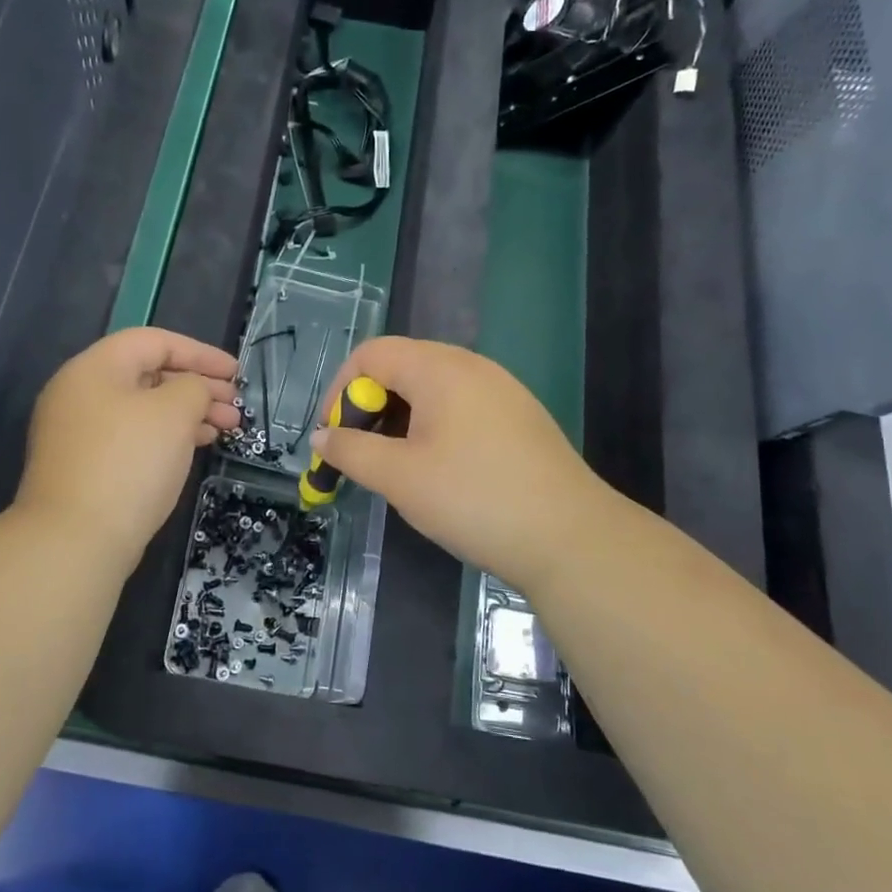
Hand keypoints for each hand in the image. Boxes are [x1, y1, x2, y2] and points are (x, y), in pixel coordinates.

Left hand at [17, 328, 240, 568]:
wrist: (75, 540)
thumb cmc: (129, 463)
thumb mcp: (173, 413)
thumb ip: (193, 387)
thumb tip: (193, 391)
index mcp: (94, 368)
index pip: (153, 341)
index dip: (200, 353)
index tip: (236, 372)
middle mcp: (80, 394)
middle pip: (148, 375)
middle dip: (197, 386)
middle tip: (235, 406)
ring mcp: (79, 433)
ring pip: (143, 410)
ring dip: (187, 414)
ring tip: (226, 429)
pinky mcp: (85, 467)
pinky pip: (133, 437)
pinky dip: (166, 437)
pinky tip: (195, 448)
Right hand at [310, 337, 614, 594]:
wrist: (570, 538)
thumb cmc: (473, 499)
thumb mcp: (399, 477)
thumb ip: (351, 451)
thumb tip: (321, 437)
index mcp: (440, 369)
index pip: (371, 354)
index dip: (340, 391)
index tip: (333, 437)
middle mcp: (472, 367)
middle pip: (401, 367)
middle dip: (369, 408)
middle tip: (360, 456)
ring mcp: (502, 391)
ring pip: (432, 390)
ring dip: (399, 421)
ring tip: (394, 467)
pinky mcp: (519, 418)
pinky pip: (460, 407)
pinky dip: (432, 428)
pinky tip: (437, 470)